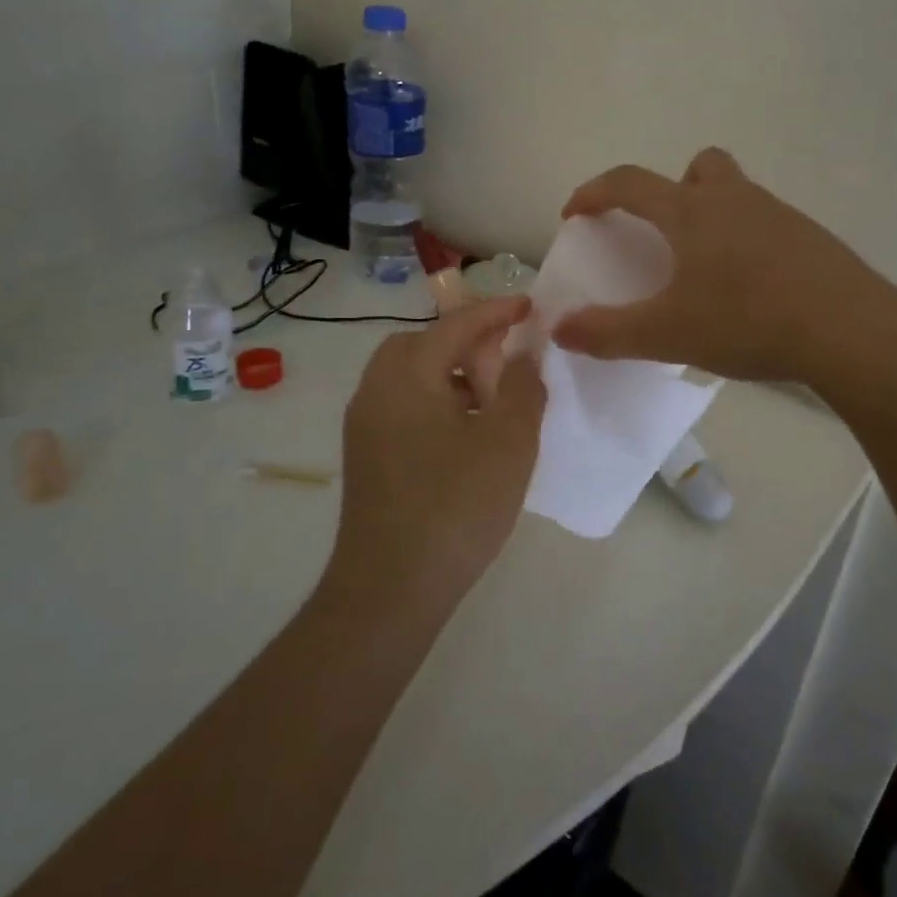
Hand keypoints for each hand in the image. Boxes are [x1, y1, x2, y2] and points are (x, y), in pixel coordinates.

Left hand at [334, 297, 546, 608]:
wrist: (391, 590)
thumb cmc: (456, 505)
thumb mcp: (509, 441)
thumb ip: (523, 387)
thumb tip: (523, 357)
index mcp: (407, 375)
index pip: (456, 325)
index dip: (496, 311)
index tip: (530, 306)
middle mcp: (376, 390)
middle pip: (423, 344)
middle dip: (467, 343)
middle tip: (506, 361)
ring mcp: (366, 426)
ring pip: (412, 376)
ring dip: (453, 373)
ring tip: (493, 401)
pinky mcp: (367, 457)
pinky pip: (405, 405)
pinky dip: (437, 400)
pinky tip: (468, 434)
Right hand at [553, 148, 893, 386]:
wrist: (849, 331)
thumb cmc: (747, 321)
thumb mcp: (667, 334)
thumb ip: (608, 332)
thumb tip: (559, 328)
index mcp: (693, 212)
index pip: (630, 183)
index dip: (595, 192)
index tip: (576, 213)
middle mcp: (736, 200)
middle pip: (700, 167)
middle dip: (673, 189)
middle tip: (664, 233)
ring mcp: (781, 216)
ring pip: (738, 196)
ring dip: (714, 218)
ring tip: (706, 272)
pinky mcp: (812, 240)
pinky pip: (768, 226)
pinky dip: (749, 245)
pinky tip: (752, 291)